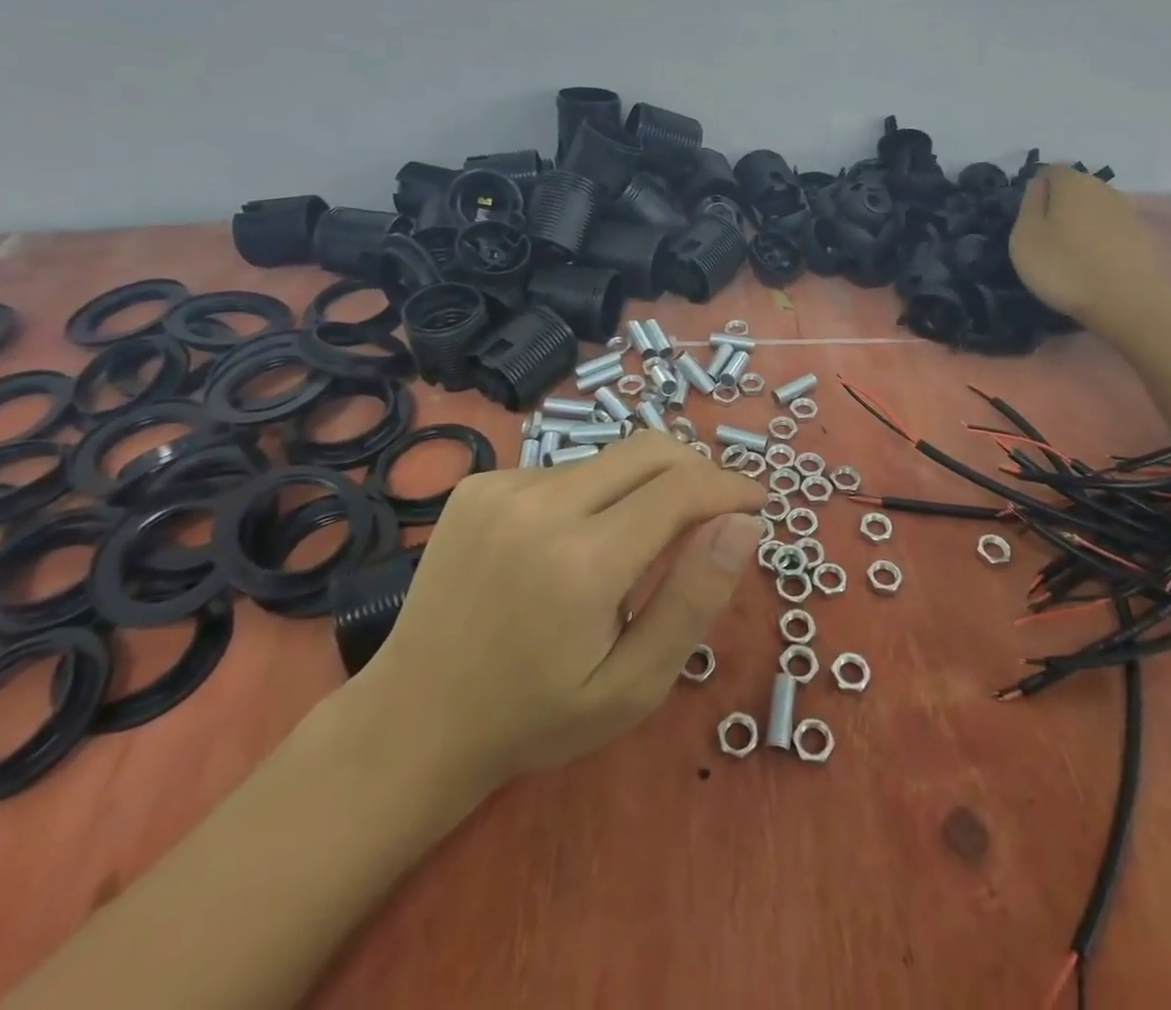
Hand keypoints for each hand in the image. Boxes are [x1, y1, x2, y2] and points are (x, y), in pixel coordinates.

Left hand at [350, 431, 763, 804]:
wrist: (413, 721)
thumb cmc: (535, 716)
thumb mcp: (633, 684)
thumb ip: (694, 598)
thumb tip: (744, 523)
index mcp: (583, 561)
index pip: (683, 487)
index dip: (731, 486)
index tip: (757, 503)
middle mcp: (541, 504)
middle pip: (650, 450)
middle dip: (696, 471)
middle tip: (712, 514)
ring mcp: (503, 486)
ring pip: (607, 460)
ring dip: (640, 488)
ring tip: (632, 548)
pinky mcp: (479, 483)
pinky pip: (564, 470)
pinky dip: (592, 495)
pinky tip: (571, 545)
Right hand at [1008, 166, 1170, 337]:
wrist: (1130, 302)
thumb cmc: (1066, 267)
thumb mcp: (1026, 238)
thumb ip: (1029, 205)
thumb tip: (1038, 185)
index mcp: (1072, 182)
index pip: (1050, 171)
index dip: (1037, 191)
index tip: (1029, 219)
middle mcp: (1103, 187)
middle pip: (1075, 189)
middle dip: (1061, 207)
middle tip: (1047, 239)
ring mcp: (1128, 211)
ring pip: (1096, 210)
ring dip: (1083, 225)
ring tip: (1071, 255)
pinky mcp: (1144, 236)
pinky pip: (1113, 231)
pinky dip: (1102, 242)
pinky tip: (1095, 265)